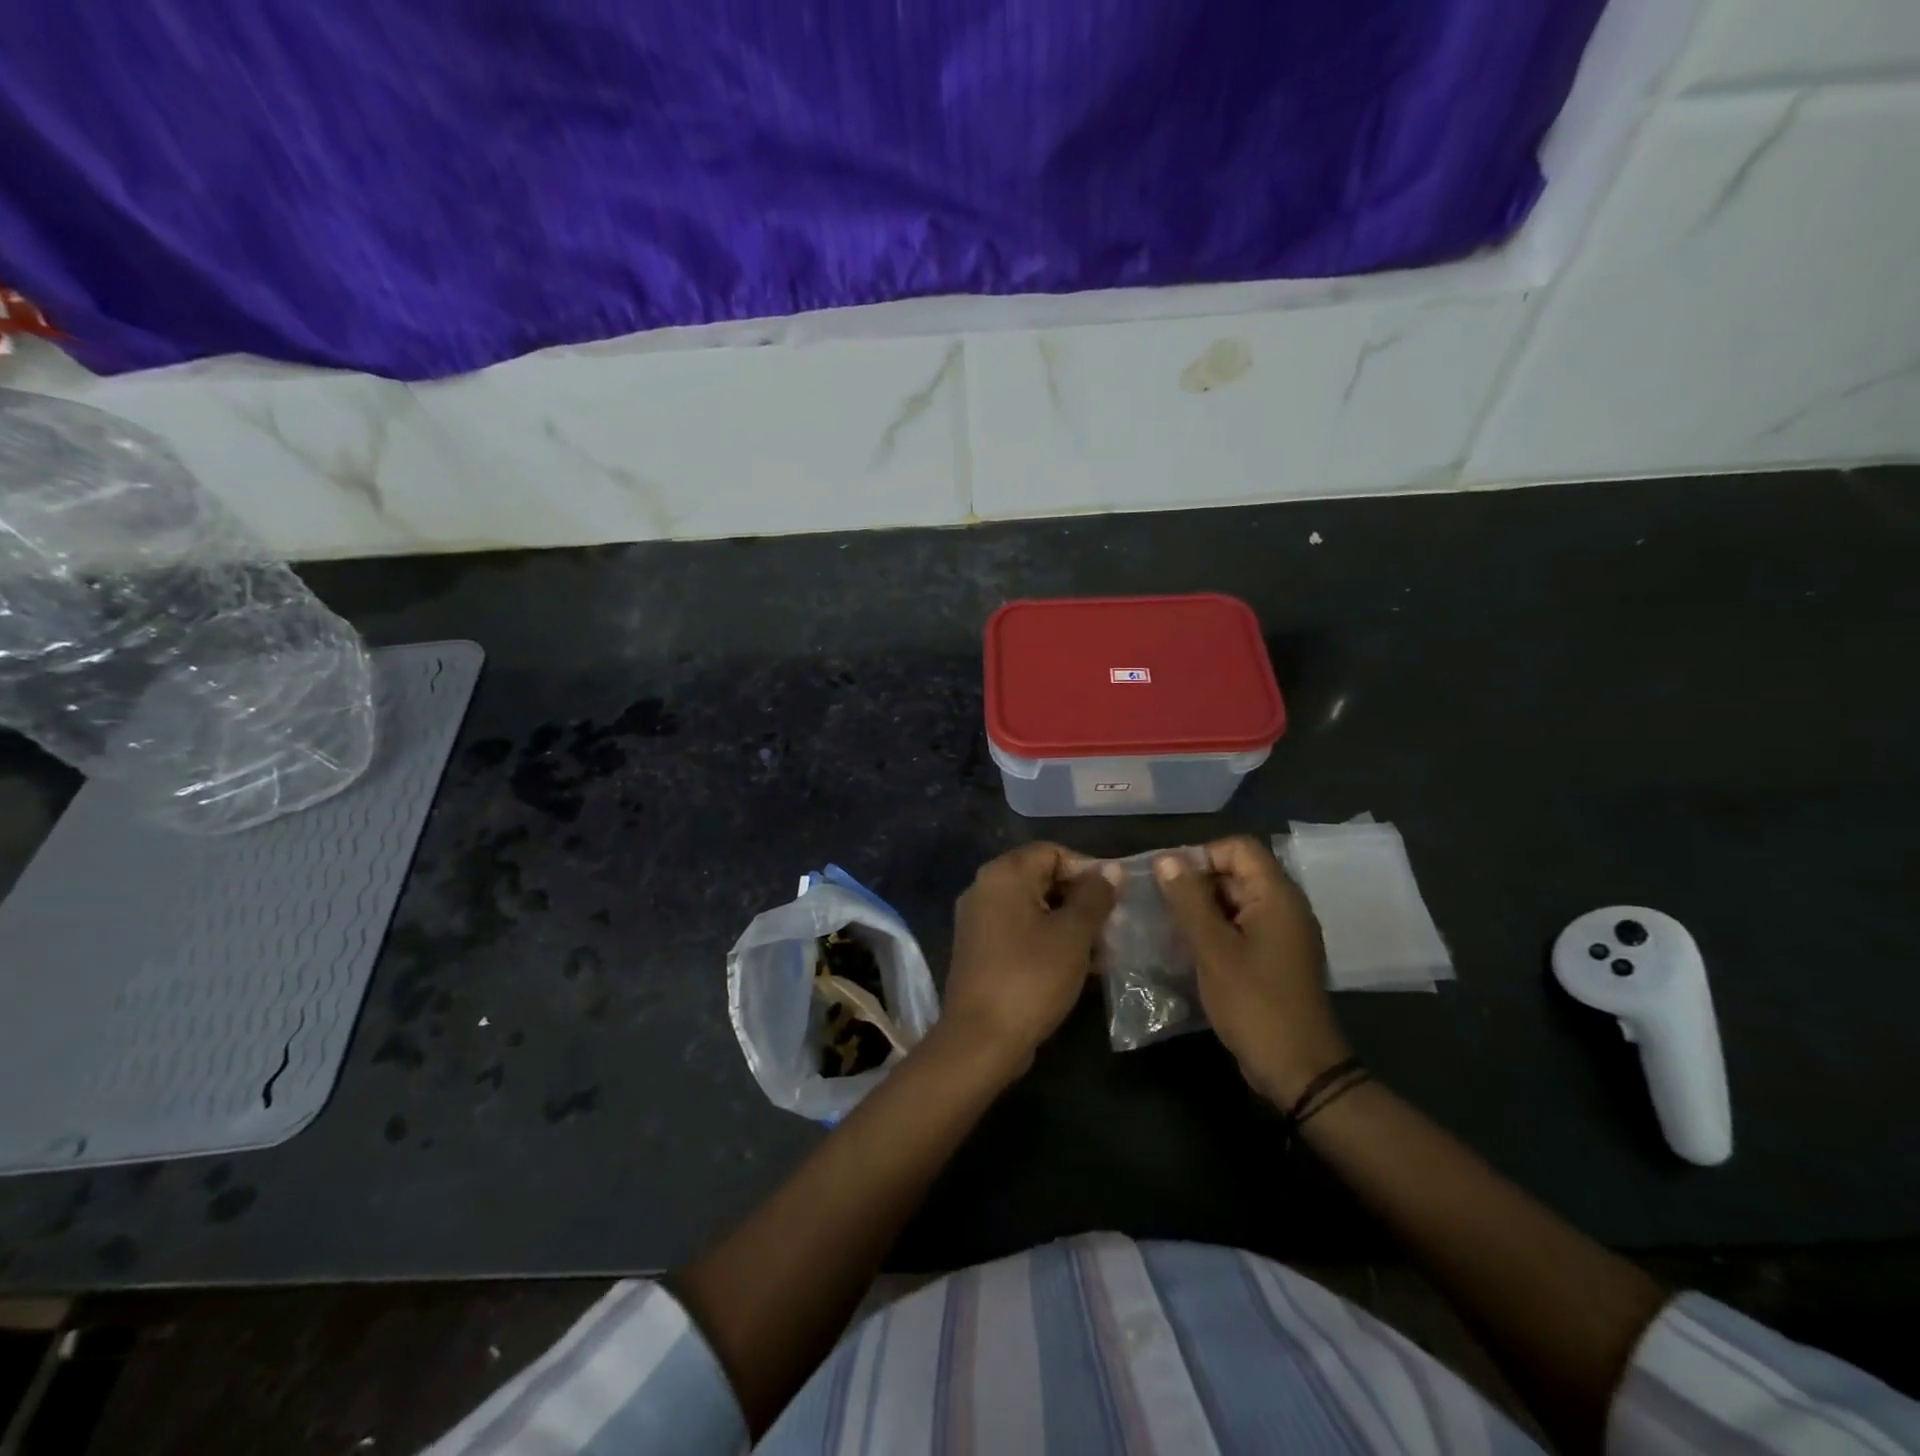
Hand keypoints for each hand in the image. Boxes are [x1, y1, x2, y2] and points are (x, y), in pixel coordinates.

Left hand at [940, 842, 1119, 1075]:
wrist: (981, 1039)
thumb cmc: (1031, 977)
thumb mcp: (1072, 935)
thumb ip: (1094, 897)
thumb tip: (1111, 869)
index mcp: (1003, 874)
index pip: (1052, 852)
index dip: (1087, 869)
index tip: (1115, 897)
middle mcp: (985, 889)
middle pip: (1042, 878)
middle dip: (1081, 899)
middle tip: (1113, 925)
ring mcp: (979, 921)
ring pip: (1034, 909)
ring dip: (1069, 924)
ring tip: (1104, 949)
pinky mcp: (980, 950)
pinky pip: (1021, 933)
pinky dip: (1049, 941)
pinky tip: (1080, 967)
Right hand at [1154, 835, 1349, 1106]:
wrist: (1298, 1069)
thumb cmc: (1255, 1004)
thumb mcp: (1213, 949)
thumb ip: (1188, 900)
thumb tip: (1166, 859)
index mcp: (1277, 896)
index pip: (1238, 848)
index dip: (1201, 855)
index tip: (1169, 880)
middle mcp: (1285, 907)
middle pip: (1237, 872)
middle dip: (1197, 883)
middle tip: (1162, 905)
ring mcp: (1283, 933)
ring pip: (1236, 900)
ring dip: (1202, 908)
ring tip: (1169, 926)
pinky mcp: (1276, 957)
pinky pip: (1242, 926)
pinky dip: (1216, 929)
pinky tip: (1190, 949)